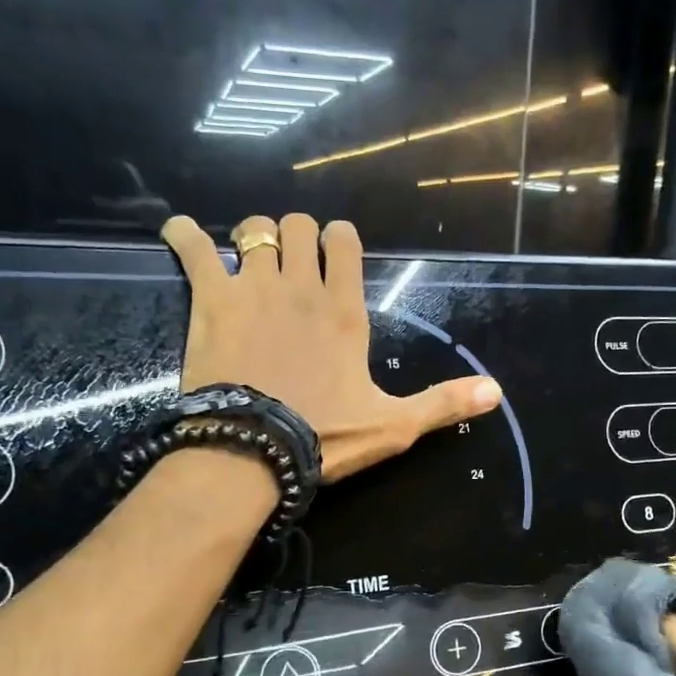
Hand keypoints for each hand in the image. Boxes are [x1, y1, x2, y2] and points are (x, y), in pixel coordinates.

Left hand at [160, 213, 501, 480]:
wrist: (254, 449)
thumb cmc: (325, 437)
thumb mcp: (394, 425)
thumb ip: (444, 403)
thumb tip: (497, 392)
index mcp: (344, 310)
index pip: (344, 242)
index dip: (337, 240)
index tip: (331, 255)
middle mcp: (300, 285)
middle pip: (296, 226)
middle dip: (293, 236)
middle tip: (287, 265)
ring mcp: (252, 287)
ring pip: (253, 229)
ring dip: (250, 237)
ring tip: (245, 258)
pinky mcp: (210, 299)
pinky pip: (191, 247)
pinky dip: (182, 237)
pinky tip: (178, 236)